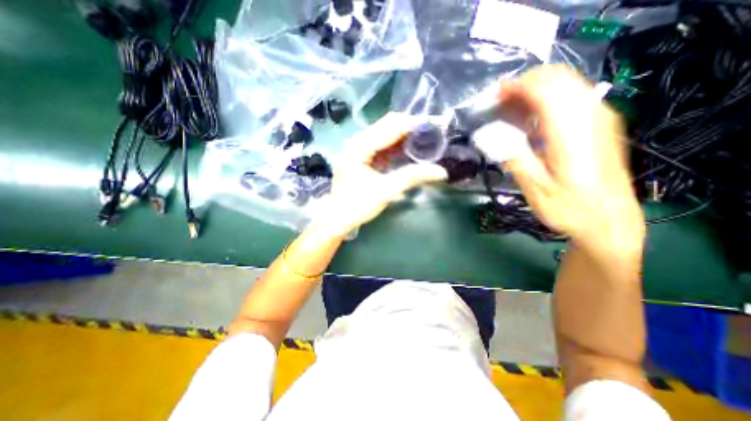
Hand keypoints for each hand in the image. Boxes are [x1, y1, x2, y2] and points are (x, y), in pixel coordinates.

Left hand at [312, 112, 443, 235]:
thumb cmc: (358, 205)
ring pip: (387, 134)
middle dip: (412, 127)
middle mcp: (358, 141)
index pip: (392, 126)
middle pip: (389, 125)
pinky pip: (384, 145)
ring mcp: (360, 148)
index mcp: (360, 146)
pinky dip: (399, 147)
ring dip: (407, 136)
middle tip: (435, 132)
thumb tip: (442, 172)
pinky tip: (412, 150)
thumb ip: (412, 177)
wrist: (338, 218)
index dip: (415, 123)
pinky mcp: (364, 156)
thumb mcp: (386, 191)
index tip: (437, 124)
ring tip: (428, 139)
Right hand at [478, 65, 642, 249]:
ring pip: (566, 83)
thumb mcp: (535, 189)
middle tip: (498, 104)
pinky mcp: (600, 124)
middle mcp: (591, 116)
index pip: (544, 89)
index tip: (492, 97)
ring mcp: (600, 118)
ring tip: (509, 110)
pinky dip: (547, 99)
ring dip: (534, 91)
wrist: (608, 221)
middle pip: (557, 78)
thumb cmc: (569, 209)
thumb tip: (488, 136)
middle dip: (523, 85)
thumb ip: (513, 156)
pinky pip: (572, 96)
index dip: (515, 87)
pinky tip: (530, 118)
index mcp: (571, 133)